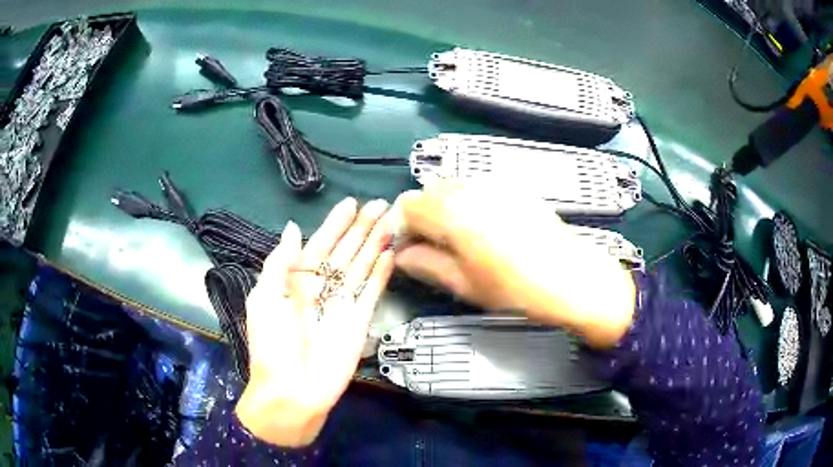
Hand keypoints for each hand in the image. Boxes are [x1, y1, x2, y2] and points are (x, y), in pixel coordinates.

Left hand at [236, 198, 393, 446]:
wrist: (292, 391)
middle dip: (361, 228)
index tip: (350, 204)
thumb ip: (279, 263)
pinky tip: (390, 254)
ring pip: (361, 266)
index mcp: (295, 281)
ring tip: (390, 220)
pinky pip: (372, 291)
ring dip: (375, 244)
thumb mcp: (264, 300)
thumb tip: (293, 228)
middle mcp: (321, 288)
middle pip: (344, 251)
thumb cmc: (272, 346)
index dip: (334, 224)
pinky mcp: (359, 320)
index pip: (319, 245)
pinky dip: (381, 273)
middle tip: (380, 204)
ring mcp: (342, 303)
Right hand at [392, 179, 634, 347]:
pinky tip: (488, 230)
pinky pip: (479, 189)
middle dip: (423, 216)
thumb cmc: (516, 290)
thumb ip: (426, 265)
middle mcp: (471, 190)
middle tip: (434, 247)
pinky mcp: (515, 190)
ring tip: (462, 240)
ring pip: (453, 187)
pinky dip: (470, 203)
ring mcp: (495, 186)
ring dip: (446, 208)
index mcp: (453, 214)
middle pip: (429, 191)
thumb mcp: (464, 284)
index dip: (402, 227)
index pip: (408, 206)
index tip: (410, 249)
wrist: (571, 279)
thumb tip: (403, 255)